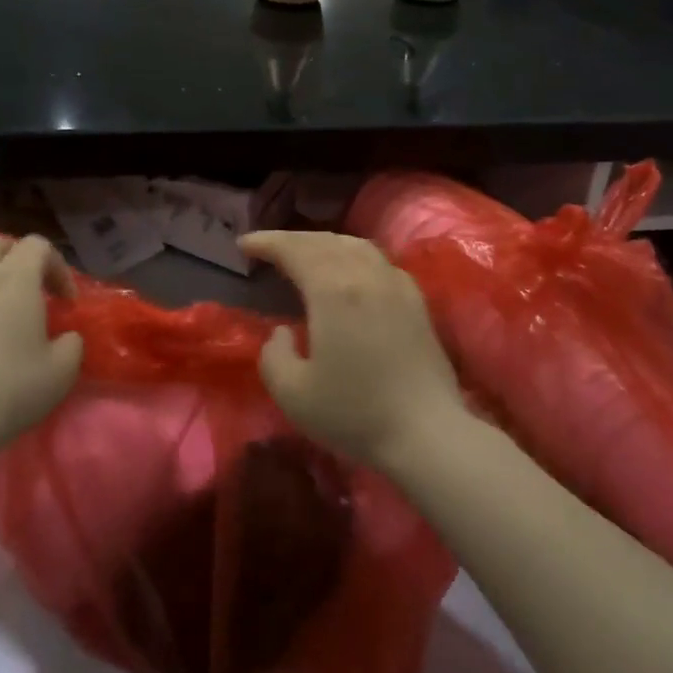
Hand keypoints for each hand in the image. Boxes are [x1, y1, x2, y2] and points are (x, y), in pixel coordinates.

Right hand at [238, 231, 465, 472]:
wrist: (428, 433)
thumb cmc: (355, 413)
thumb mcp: (293, 393)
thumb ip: (274, 356)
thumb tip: (282, 333)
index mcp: (332, 290)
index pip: (294, 250)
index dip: (267, 242)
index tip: (244, 244)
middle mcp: (365, 274)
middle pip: (324, 241)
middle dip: (291, 239)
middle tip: (268, 247)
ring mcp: (395, 283)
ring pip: (354, 244)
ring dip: (324, 242)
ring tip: (305, 253)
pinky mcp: (416, 299)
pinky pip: (378, 259)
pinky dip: (353, 253)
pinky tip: (350, 270)